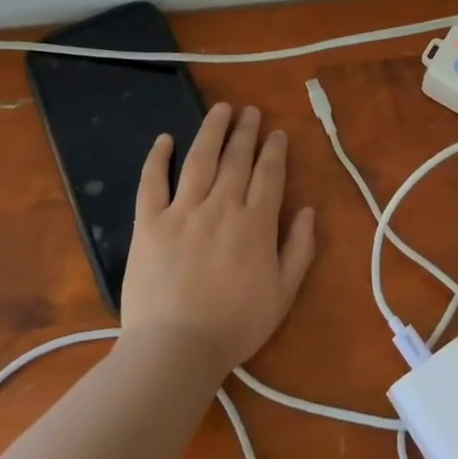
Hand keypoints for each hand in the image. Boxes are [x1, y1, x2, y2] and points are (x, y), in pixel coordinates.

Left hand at [120, 102, 316, 376]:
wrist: (176, 348)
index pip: (269, 175)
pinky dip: (158, 158)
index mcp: (255, 223)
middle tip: (250, 111)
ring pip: (200, 159)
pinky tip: (164, 139)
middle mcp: (222, 206)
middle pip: (236, 159)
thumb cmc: (234, 326)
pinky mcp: (149, 222)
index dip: (274, 150)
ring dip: (211, 131)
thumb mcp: (283, 294)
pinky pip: (152, 182)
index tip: (276, 132)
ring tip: (220, 110)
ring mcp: (183, 211)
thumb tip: (308, 211)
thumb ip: (299, 249)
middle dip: (246, 132)